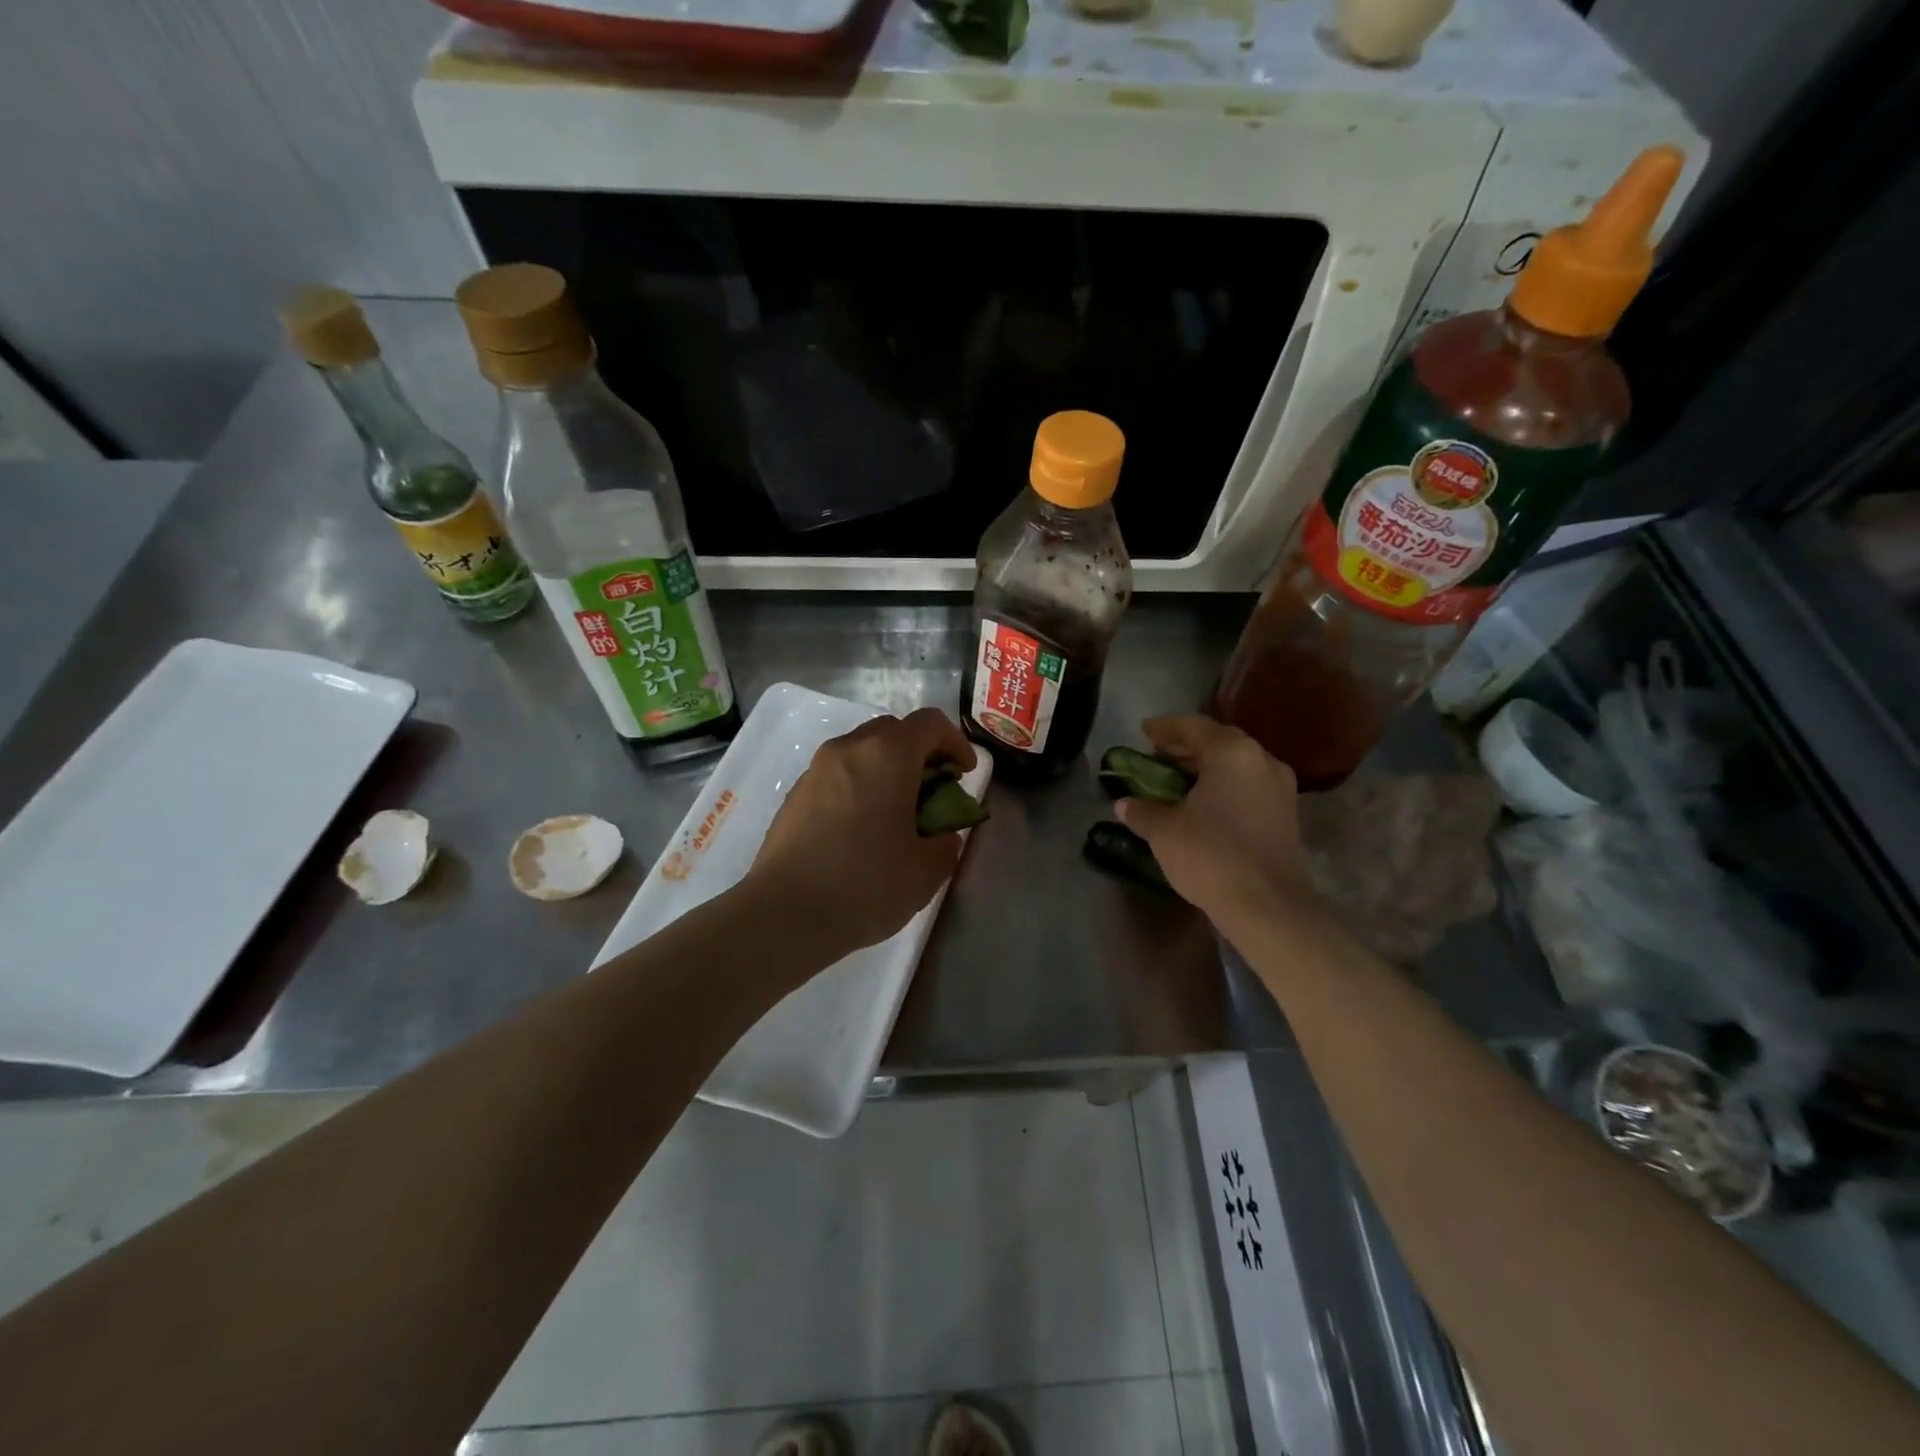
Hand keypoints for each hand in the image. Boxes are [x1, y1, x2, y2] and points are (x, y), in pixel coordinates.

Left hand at [747, 707, 977, 960]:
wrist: (785, 914)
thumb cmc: (866, 884)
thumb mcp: (928, 869)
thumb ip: (947, 841)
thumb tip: (941, 833)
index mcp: (887, 755)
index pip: (930, 723)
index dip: (956, 743)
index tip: (964, 775)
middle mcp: (848, 749)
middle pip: (893, 731)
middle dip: (920, 754)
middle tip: (933, 792)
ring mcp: (815, 770)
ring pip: (861, 752)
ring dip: (886, 771)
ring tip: (896, 814)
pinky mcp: (794, 795)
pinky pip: (837, 776)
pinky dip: (858, 788)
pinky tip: (859, 831)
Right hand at [1114, 715, 1313, 928]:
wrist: (1267, 905)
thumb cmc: (1210, 855)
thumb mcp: (1164, 831)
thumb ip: (1143, 811)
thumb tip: (1125, 805)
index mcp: (1232, 753)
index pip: (1193, 726)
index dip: (1165, 728)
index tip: (1143, 731)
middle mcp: (1262, 760)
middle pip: (1219, 742)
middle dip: (1186, 747)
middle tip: (1157, 754)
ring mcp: (1280, 788)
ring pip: (1236, 765)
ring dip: (1206, 768)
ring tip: (1177, 779)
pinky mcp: (1286, 815)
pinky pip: (1248, 786)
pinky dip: (1223, 786)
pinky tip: (1202, 803)